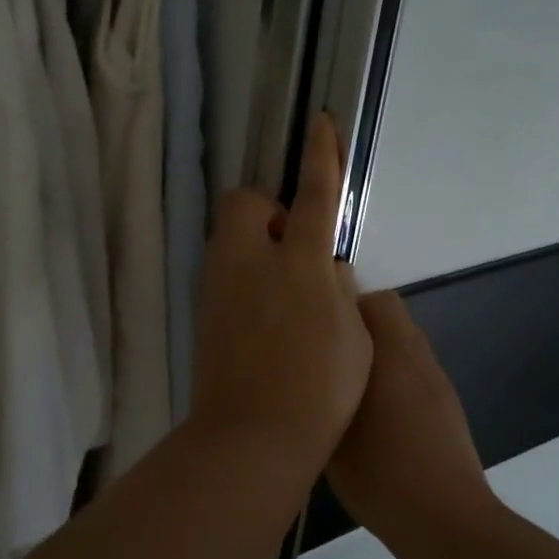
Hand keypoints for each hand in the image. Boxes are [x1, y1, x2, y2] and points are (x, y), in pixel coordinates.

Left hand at [189, 114, 372, 458]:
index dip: (321, 155)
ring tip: (284, 289)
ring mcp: (219, 285)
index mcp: (299, 262)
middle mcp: (250, 261)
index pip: (314, 194)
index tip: (320, 121)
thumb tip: (325, 269)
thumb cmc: (319, 389)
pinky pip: (225, 271)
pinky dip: (245, 275)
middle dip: (269, 210)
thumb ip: (339, 291)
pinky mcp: (204, 310)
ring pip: (231, 237)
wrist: (251, 436)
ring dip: (257, 244)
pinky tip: (265, 315)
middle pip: (246, 202)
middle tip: (295, 249)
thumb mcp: (354, 337)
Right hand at [325, 291, 494, 538]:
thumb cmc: (380, 473)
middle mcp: (416, 355)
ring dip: (376, 352)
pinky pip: (413, 371)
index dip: (340, 305)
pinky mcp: (446, 405)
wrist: (445, 520)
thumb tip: (305, 369)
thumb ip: (318, 388)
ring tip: (345, 385)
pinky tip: (373, 415)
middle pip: (388, 315)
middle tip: (324, 354)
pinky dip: (393, 378)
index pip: (371, 300)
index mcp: (389, 351)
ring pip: (401, 343)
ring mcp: (436, 380)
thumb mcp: (329, 432)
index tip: (312, 327)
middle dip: (357, 325)